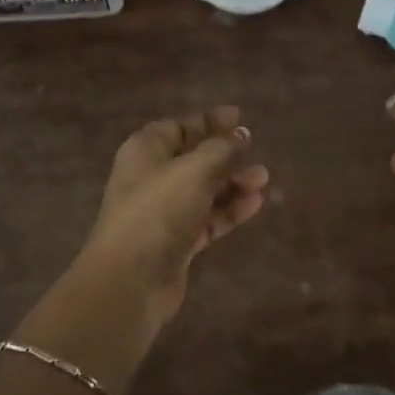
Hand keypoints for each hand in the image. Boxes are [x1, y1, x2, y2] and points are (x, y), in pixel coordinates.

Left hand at [78, 106, 270, 331]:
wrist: (131, 278)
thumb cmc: (158, 210)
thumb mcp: (194, 170)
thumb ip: (222, 149)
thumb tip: (241, 134)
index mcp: (146, 151)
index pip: (179, 127)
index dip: (208, 121)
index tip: (238, 116)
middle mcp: (152, 177)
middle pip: (193, 158)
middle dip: (225, 153)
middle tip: (256, 149)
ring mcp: (164, 212)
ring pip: (204, 189)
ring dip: (232, 182)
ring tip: (263, 179)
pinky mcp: (177, 241)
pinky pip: (208, 218)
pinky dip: (229, 210)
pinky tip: (255, 203)